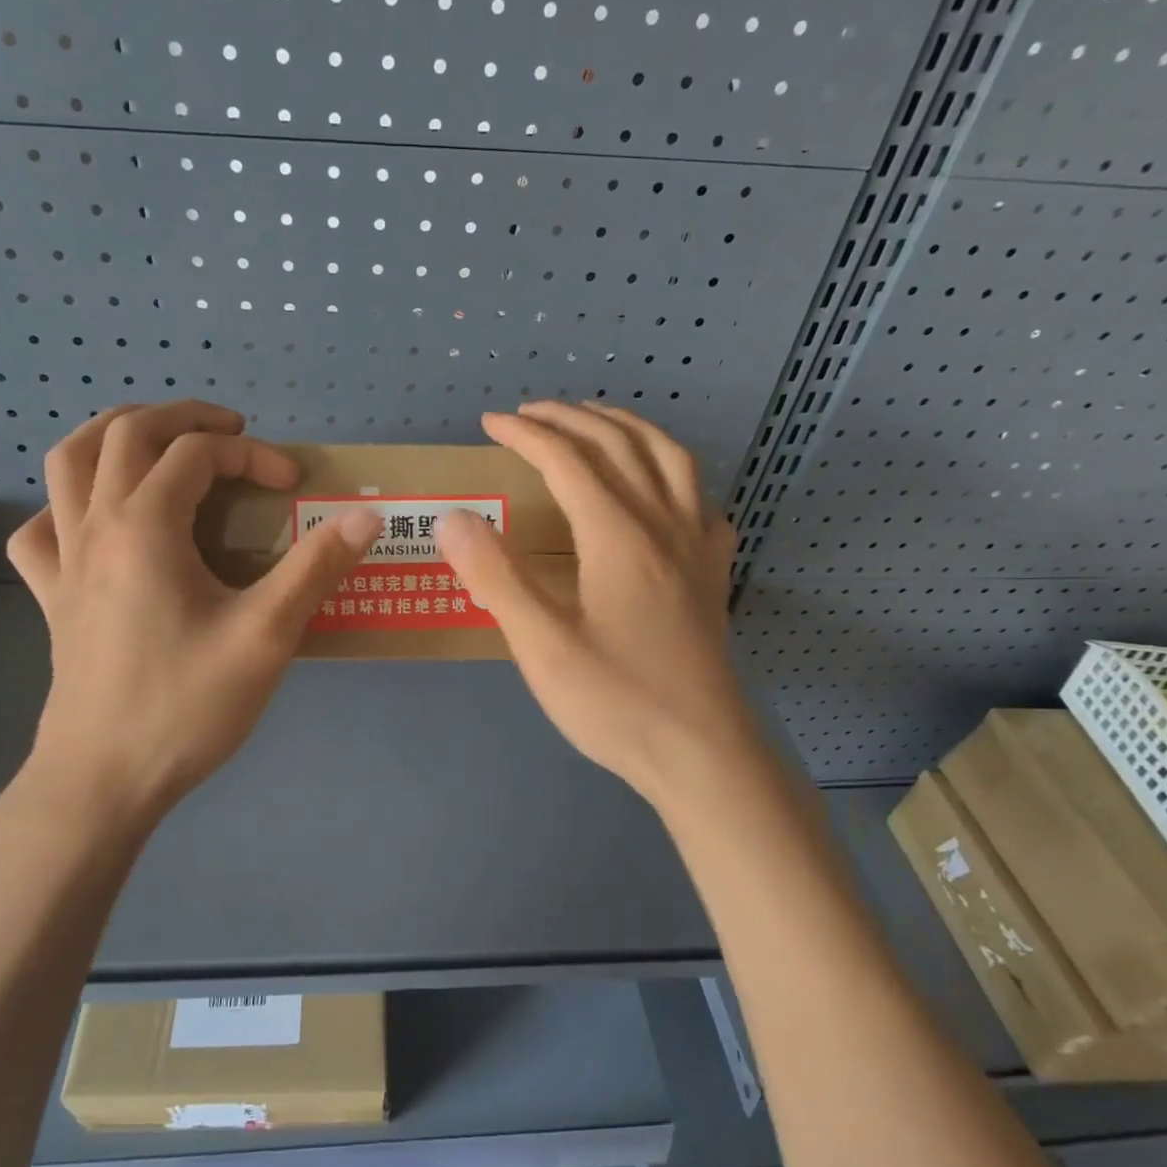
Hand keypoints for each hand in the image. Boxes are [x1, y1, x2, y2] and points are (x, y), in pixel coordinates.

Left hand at [4, 401, 380, 836]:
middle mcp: (95, 526)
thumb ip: (315, 568)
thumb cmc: (185, 705)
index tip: (294, 484)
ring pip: (67, 463)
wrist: (103, 780)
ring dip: (113, 435)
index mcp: (145, 526)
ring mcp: (63, 560)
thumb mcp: (265, 636)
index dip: (253, 454)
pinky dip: (65, 506)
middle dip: (183, 418)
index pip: (198, 452)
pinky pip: (42, 529)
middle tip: (230, 430)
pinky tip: (94, 522)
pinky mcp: (52, 597)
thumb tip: (366, 515)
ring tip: (157, 444)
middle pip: (124, 433)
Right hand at [437, 401, 744, 806]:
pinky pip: (701, 503)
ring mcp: (696, 548)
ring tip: (596, 423)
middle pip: (621, 445)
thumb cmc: (615, 701)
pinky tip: (664, 492)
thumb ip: (496, 577)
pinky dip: (676, 476)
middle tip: (532, 413)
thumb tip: (453, 518)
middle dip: (572, 418)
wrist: (701, 753)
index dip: (527, 434)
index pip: (568, 460)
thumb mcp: (540, 645)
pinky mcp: (713, 575)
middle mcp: (662, 525)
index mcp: (617, 536)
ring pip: (671, 459)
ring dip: (629, 428)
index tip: (491, 422)